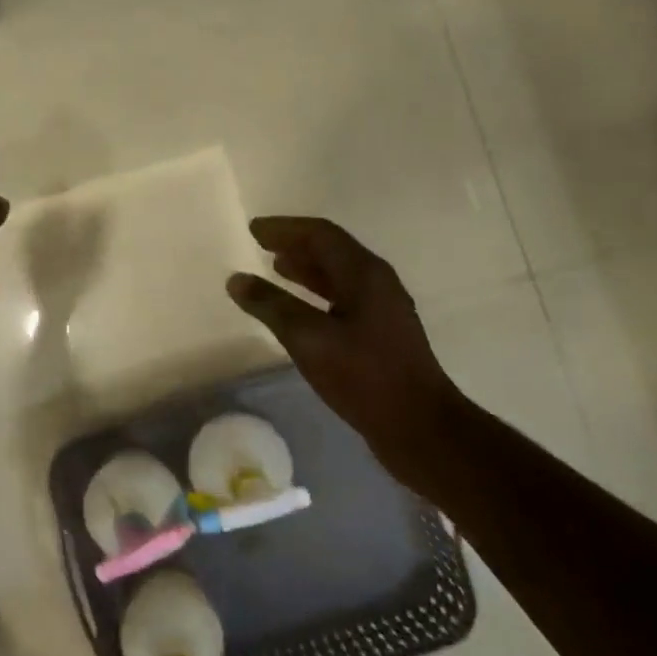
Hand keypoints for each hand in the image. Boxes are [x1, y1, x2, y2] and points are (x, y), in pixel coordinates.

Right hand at [227, 217, 461, 482]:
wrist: (419, 427)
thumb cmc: (364, 376)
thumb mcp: (309, 338)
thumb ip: (271, 305)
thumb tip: (236, 280)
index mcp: (364, 274)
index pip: (321, 235)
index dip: (285, 228)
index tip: (253, 229)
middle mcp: (377, 283)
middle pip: (332, 250)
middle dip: (295, 244)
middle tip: (261, 243)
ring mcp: (381, 309)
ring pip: (338, 276)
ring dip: (306, 269)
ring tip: (275, 267)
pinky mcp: (380, 335)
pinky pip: (342, 299)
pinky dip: (316, 294)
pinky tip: (299, 310)